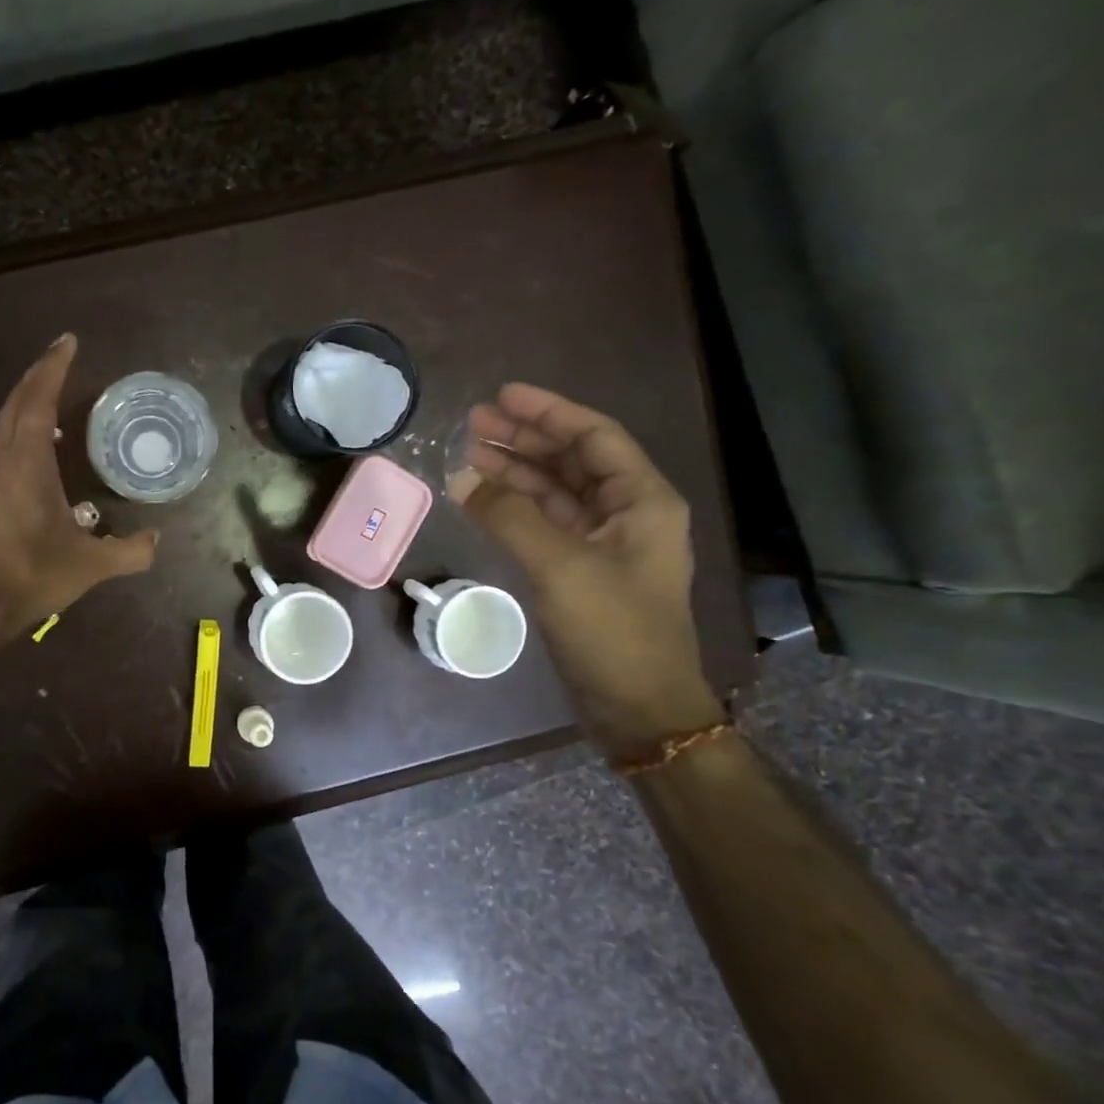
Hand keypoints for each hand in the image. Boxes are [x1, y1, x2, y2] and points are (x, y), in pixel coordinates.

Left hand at [0, 333, 156, 637]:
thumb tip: (157, 539)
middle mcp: (2, 460)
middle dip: (38, 375)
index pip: (39, 401)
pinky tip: (32, 440)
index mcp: (28, 463)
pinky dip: (16, 425)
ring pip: (2, 422)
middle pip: (16, 402)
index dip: (53, 368)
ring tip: (48, 390)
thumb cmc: (33, 576)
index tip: (68, 341)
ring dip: (23, 398)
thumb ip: (130, 551)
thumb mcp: (91, 565)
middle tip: (61, 356)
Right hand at [449, 383, 720, 759]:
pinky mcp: (581, 571)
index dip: (549, 412)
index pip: (594, 437)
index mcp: (641, 501)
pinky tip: (481, 499)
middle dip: (524, 439)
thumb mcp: (560, 567)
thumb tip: (462, 477)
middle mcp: (626, 514)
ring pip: (556, 492)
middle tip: (472, 423)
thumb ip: (510, 517)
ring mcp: (603, 544)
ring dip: (515, 472)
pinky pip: (545, 524)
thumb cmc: (613, 631)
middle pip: (572, 460)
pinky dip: (514, 509)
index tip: (502, 395)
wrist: (638, 708)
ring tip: (468, 454)